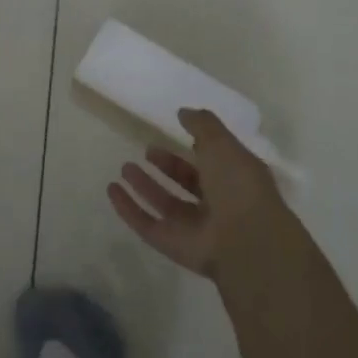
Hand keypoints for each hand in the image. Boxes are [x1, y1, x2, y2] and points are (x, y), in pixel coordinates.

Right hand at [107, 108, 290, 279]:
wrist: (244, 241)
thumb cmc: (238, 185)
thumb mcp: (223, 143)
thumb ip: (202, 125)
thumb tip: (183, 113)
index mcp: (234, 179)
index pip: (213, 160)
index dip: (196, 146)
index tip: (176, 130)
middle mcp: (216, 204)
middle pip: (187, 183)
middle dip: (167, 167)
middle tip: (147, 150)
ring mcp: (193, 227)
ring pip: (165, 203)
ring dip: (145, 186)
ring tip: (125, 168)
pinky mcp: (172, 244)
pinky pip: (146, 224)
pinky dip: (128, 208)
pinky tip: (112, 190)